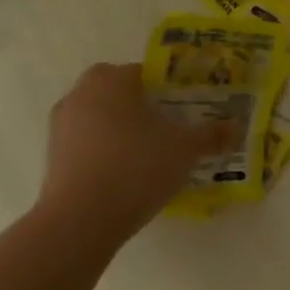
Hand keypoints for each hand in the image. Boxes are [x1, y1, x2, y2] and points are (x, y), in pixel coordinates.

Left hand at [35, 63, 229, 242]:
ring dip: (122, 128)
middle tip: (169, 126)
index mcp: (112, 81)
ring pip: (100, 116)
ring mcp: (62, 125)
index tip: (186, 106)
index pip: (145, 72)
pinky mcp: (53, 155)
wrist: (83, 217)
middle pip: (118, 92)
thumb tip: (236, 127)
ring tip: (151, 152)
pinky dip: (106, 150)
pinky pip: (87, 142)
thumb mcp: (186, 149)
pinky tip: (128, 172)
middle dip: (142, 105)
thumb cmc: (138, 166)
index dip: (168, 87)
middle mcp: (81, 94)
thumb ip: (211, 135)